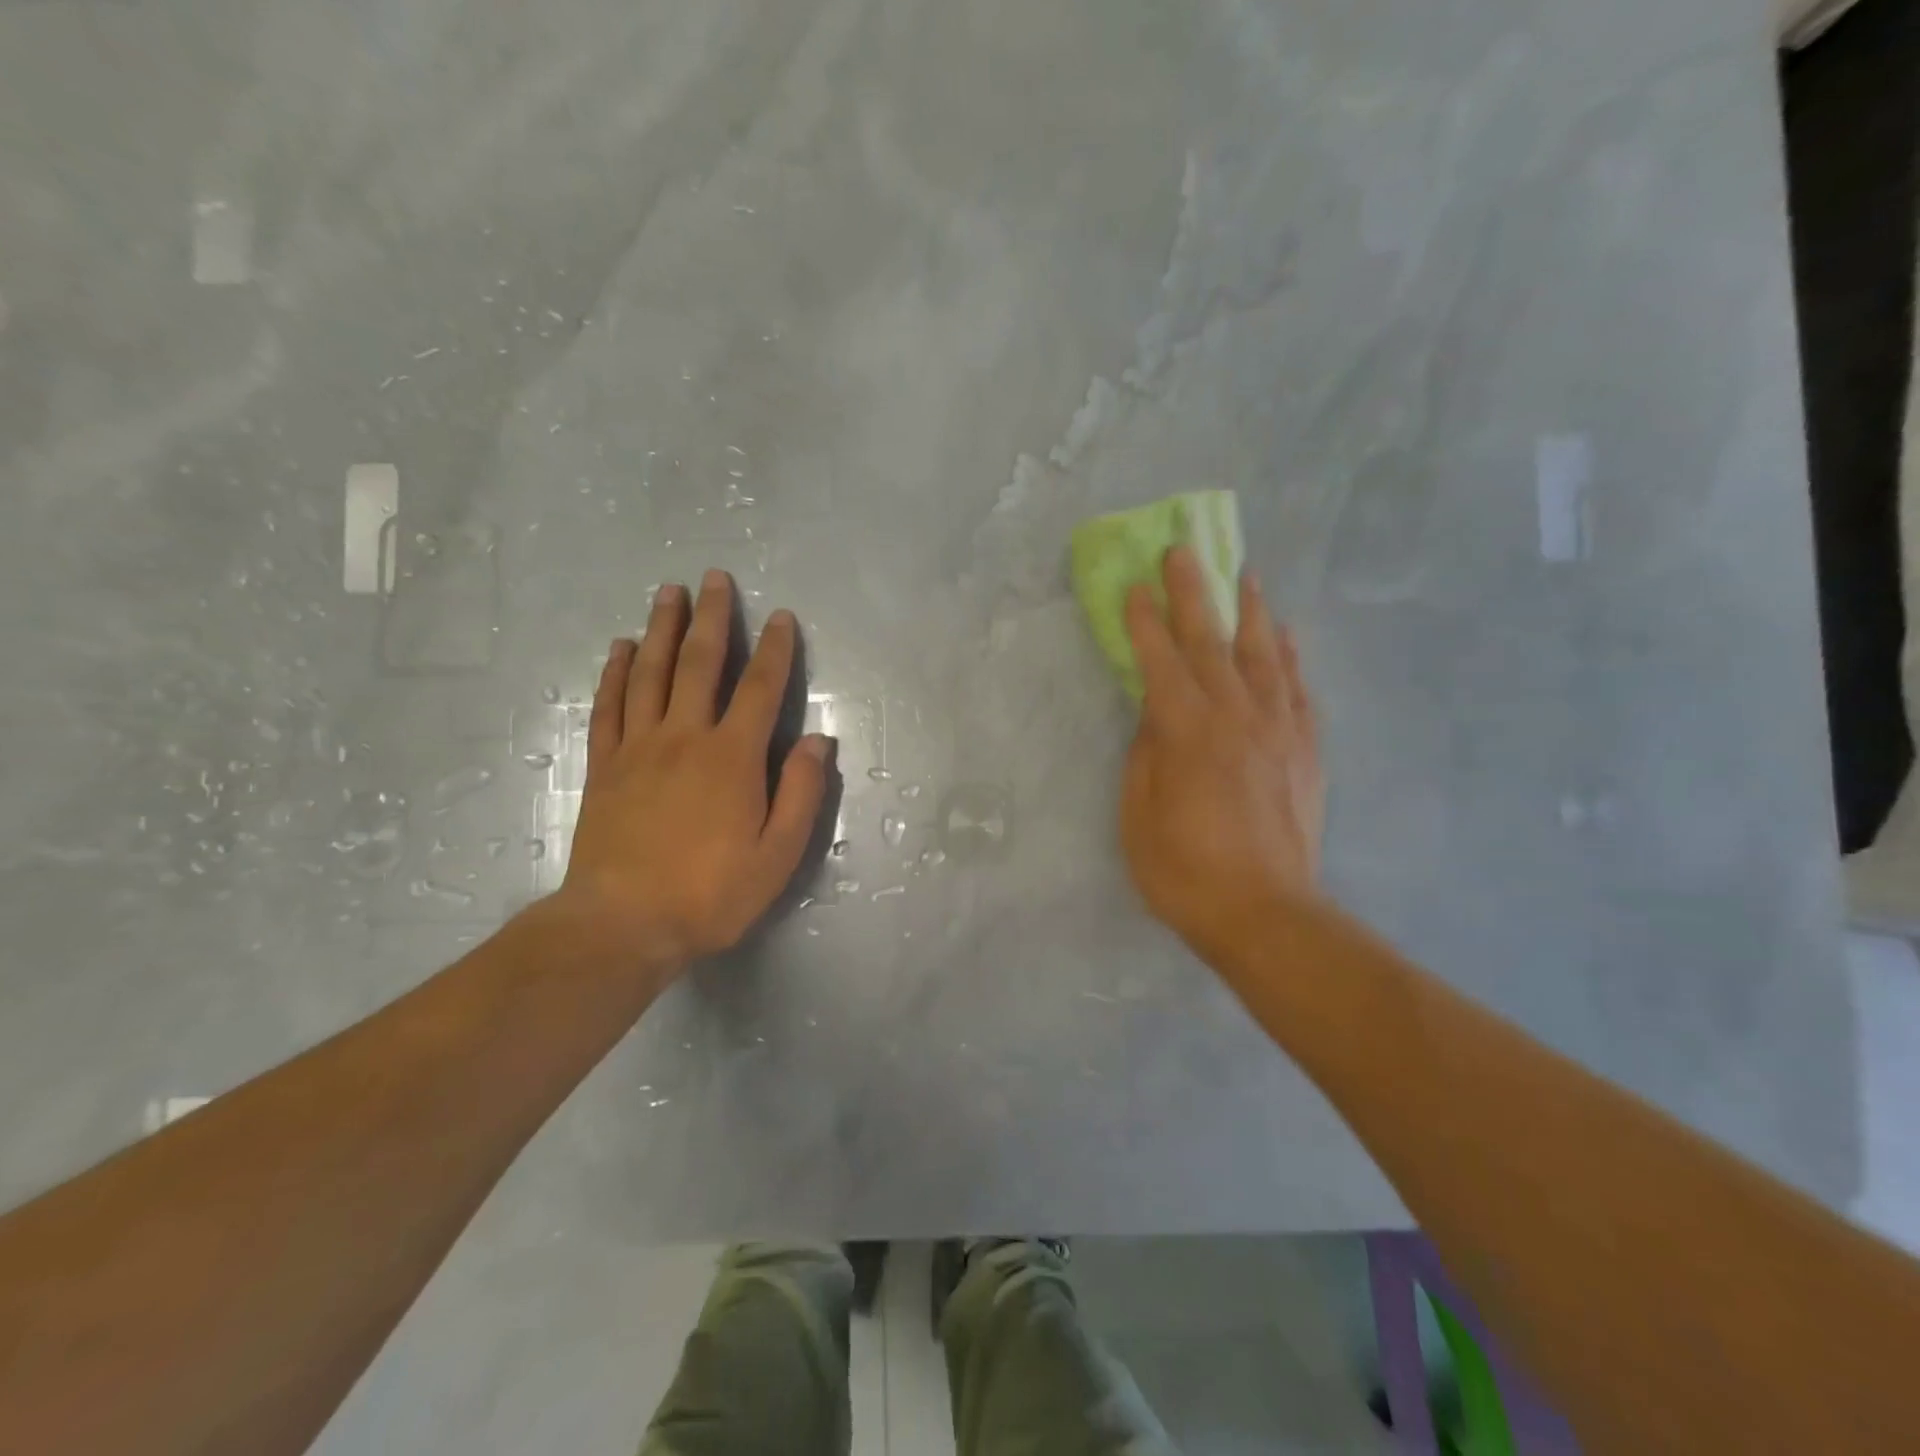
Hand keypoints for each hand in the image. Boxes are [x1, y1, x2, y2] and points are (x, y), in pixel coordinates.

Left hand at [557, 569, 832, 971]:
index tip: (782, 616)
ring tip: (668, 593)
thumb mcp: (777, 854)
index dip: (775, 650)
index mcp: (733, 757)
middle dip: (712, 618)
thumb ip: (801, 793)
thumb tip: (818, 741)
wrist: (622, 924)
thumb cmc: (710, 893)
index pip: (761, 689)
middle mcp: (685, 737)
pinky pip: (610, 706)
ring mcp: (638, 747)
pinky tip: (621, 648)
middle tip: (714, 578)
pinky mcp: (605, 765)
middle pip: (700, 664)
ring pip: (651, 673)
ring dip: (662, 629)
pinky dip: (616, 672)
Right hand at [1120, 545, 1324, 966]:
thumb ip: (1146, 756)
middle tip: (1183, 551)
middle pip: (1212, 641)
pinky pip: (1299, 690)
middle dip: (1193, 593)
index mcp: (1187, 732)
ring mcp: (1278, 731)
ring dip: (1250, 611)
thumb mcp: (1140, 816)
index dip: (1143, 622)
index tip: (1133, 585)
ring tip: (1245, 574)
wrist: (1266, 914)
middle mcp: (1235, 717)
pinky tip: (1286, 637)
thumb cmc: (1185, 871)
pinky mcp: (1305, 752)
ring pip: (1264, 654)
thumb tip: (1154, 716)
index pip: (1160, 661)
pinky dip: (1291, 657)